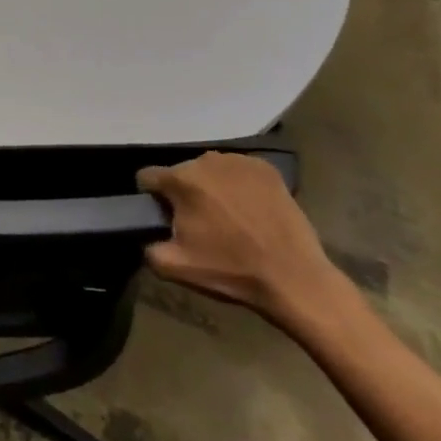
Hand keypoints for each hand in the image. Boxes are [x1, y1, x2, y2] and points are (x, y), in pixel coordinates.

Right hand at [136, 152, 342, 330]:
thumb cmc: (231, 271)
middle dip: (184, 192)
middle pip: (180, 172)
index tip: (165, 216)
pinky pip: (238, 171)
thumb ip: (146, 246)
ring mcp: (239, 162)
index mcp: (181, 180)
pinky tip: (249, 207)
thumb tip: (146, 235)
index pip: (147, 177)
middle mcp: (206, 161)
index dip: (151, 198)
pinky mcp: (267, 168)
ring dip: (210, 186)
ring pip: (209, 170)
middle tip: (200, 221)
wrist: (294, 279)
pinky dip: (237, 184)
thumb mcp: (173, 267)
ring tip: (227, 215)